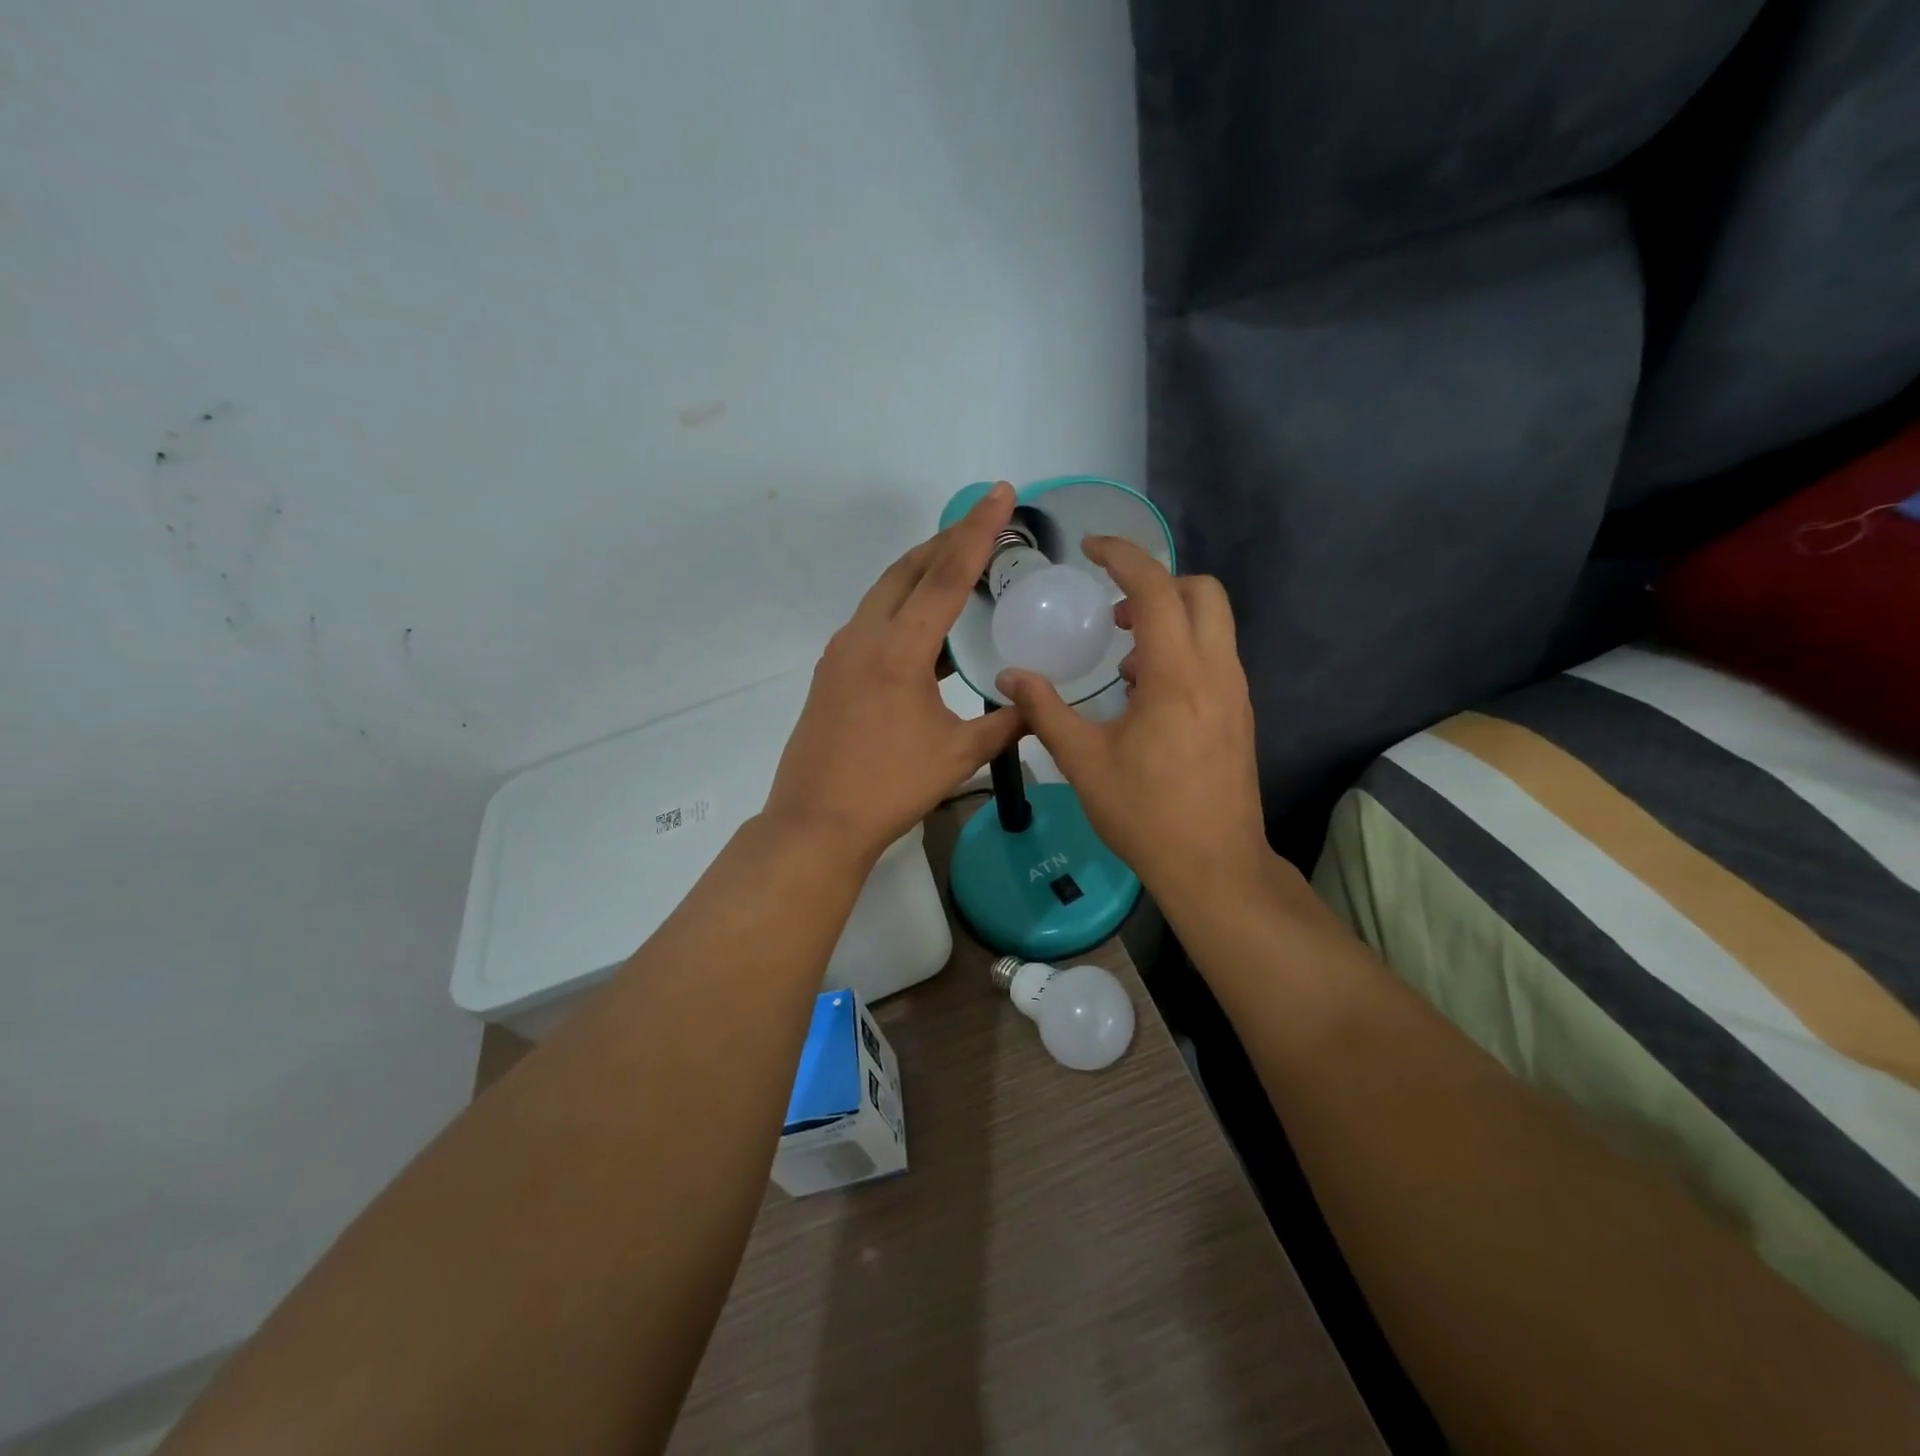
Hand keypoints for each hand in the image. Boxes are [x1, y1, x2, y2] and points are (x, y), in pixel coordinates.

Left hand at [763, 483, 1025, 863]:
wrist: (816, 822)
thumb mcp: (958, 755)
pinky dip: (901, 605)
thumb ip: (1005, 724)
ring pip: (885, 592)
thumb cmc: (890, 788)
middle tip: (983, 522)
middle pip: (908, 570)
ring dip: (920, 571)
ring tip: (957, 564)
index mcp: (899, 650)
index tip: (999, 493)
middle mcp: (864, 637)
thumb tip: (1038, 704)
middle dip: (947, 540)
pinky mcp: (830, 672)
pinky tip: (924, 626)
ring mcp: (840, 653)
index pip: (946, 576)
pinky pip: (871, 620)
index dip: (978, 532)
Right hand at [996, 536, 1269, 902]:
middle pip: (1202, 592)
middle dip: (1157, 583)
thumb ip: (1045, 711)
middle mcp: (1217, 672)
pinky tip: (1146, 694)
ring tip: (1124, 659)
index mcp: (1178, 676)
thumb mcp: (1082, 762)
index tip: (1090, 547)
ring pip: (1213, 624)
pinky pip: (1215, 657)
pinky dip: (1182, 650)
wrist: (1214, 866)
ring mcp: (1236, 693)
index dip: (1123, 556)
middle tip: (1113, 611)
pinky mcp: (1240, 714)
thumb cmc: (1145, 814)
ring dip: (1169, 619)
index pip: (1157, 589)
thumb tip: (1009, 677)